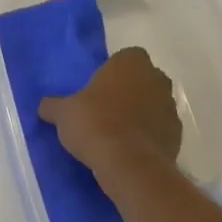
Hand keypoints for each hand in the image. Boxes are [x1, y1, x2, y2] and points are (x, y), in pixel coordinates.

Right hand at [39, 47, 182, 178]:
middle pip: (141, 79)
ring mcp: (170, 107)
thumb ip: (53, 105)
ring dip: (138, 113)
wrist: (129, 165)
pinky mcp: (177, 135)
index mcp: (131, 63)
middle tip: (103, 109)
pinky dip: (147, 136)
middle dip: (127, 91)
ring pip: (152, 104)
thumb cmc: (95, 124)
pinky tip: (128, 149)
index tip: (96, 88)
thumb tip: (45, 106)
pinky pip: (158, 129)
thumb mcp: (63, 113)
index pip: (125, 57)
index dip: (111, 71)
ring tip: (115, 133)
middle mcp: (156, 78)